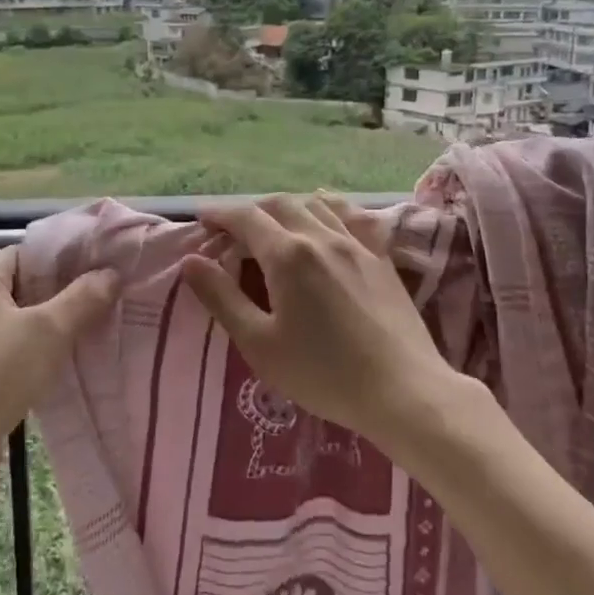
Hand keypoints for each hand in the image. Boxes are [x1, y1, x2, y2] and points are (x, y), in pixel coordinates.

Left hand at [0, 247, 117, 517]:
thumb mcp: (47, 331)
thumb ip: (83, 298)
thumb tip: (113, 273)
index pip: (31, 253)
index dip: (70, 260)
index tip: (109, 271)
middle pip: (28, 287)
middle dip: (69, 296)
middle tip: (113, 302)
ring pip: (23, 323)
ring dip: (57, 330)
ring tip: (101, 333)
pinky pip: (14, 353)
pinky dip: (40, 356)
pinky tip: (72, 367)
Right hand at [179, 194, 484, 460]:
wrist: (403, 390)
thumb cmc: (322, 374)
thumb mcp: (259, 343)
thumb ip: (222, 298)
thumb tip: (191, 262)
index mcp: (287, 255)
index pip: (245, 217)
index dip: (219, 214)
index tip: (201, 219)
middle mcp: (321, 237)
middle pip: (280, 204)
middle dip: (250, 209)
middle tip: (232, 229)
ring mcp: (356, 245)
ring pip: (316, 204)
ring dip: (287, 206)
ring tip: (274, 223)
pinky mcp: (381, 258)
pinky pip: (353, 217)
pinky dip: (331, 207)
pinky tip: (327, 213)